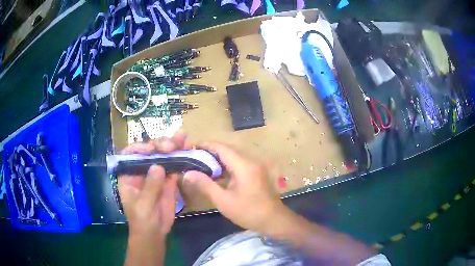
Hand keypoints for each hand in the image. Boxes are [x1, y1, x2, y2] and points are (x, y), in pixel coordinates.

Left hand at [118, 131, 187, 237]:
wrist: (155, 231)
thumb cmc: (142, 219)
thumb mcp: (143, 205)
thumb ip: (150, 187)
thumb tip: (158, 166)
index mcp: (129, 173)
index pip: (130, 154)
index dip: (139, 148)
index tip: (151, 149)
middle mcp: (141, 169)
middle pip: (149, 151)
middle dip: (160, 144)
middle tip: (172, 145)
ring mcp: (156, 173)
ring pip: (163, 155)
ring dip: (173, 145)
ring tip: (183, 137)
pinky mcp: (168, 179)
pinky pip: (174, 165)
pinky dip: (182, 158)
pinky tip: (189, 149)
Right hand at [183, 142, 290, 234]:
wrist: (274, 220)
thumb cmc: (249, 212)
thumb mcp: (224, 201)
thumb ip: (205, 185)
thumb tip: (188, 173)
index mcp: (244, 165)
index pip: (222, 148)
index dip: (206, 145)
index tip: (191, 148)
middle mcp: (251, 161)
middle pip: (228, 150)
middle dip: (210, 152)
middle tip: (194, 158)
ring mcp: (256, 166)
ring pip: (233, 156)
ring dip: (218, 158)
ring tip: (201, 165)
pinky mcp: (257, 172)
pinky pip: (239, 163)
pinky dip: (227, 165)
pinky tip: (217, 174)